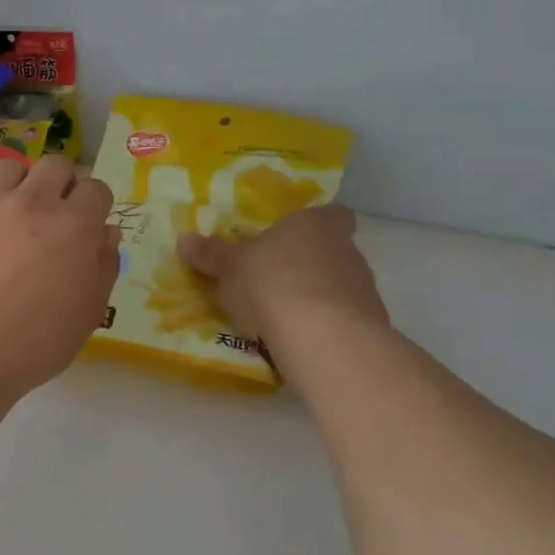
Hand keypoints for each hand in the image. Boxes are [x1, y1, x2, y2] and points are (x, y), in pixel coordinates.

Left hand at [0, 154, 119, 399]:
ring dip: (18, 187)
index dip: (93, 206)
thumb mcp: (88, 314)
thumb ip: (104, 266)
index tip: (85, 224)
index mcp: (74, 225)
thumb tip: (106, 232)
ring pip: (10, 168)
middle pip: (55, 165)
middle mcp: (32, 201)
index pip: (96, 188)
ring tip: (8, 216)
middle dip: (60, 185)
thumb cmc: (32, 345)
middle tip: (49, 216)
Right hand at [177, 206, 387, 348]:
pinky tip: (303, 341)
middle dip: (310, 264)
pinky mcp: (370, 324)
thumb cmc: (271, 284)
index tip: (298, 236)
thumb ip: (211, 255)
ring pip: (341, 286)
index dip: (319, 222)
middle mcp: (345, 249)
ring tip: (286, 318)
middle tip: (278, 280)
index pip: (332, 213)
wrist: (322, 336)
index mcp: (313, 225)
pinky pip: (345, 319)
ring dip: (320, 297)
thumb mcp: (230, 269)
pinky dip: (327, 327)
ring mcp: (362, 287)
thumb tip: (184, 239)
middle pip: (334, 250)